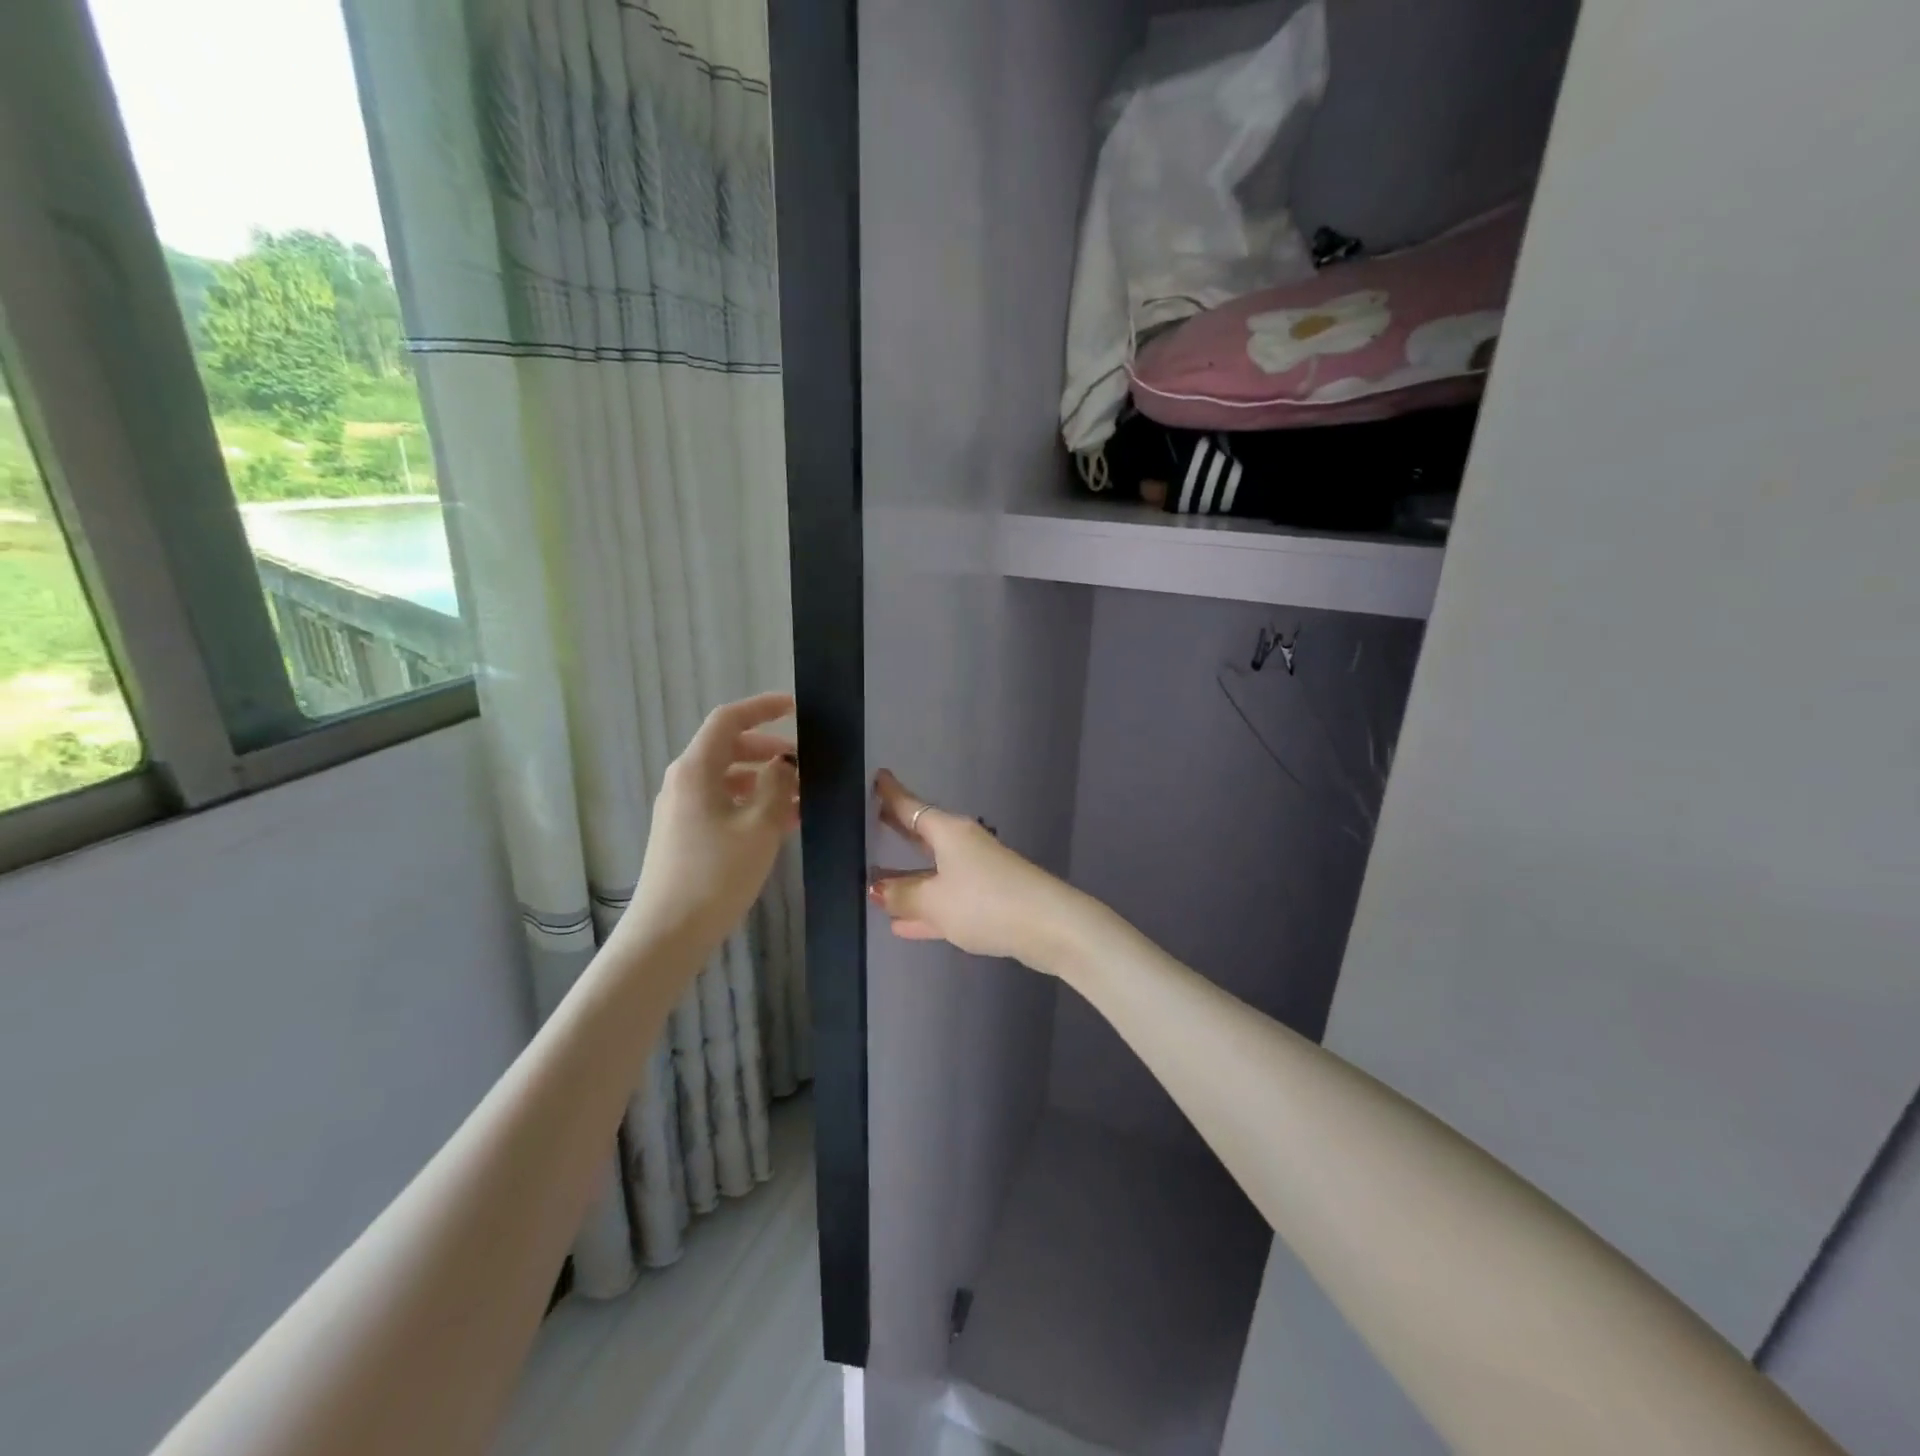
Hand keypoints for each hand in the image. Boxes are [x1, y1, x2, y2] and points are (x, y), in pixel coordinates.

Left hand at [624, 693, 800, 956]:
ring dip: (765, 781)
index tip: (794, 707)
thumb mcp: (759, 826)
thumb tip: (784, 764)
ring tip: (801, 799)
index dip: (762, 708)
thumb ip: (777, 786)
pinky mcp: (686, 833)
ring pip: (729, 779)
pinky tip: (782, 824)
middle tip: (804, 763)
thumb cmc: (716, 874)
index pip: (728, 720)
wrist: (669, 932)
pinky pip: (724, 803)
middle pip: (729, 748)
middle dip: (769, 750)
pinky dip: (752, 804)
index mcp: (696, 769)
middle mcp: (684, 781)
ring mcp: (682, 808)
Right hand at [868, 769, 1085, 968]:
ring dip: (907, 878)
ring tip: (874, 882)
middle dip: (899, 831)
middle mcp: (963, 846)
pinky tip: (901, 924)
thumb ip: (904, 896)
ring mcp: (978, 874)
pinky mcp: (988, 902)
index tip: (878, 777)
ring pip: (933, 872)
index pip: (912, 807)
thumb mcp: (935, 901)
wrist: (1048, 926)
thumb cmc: (985, 902)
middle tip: (873, 819)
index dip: (892, 795)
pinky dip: (924, 908)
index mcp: (949, 833)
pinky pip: (945, 900)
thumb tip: (878, 890)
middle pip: (924, 835)